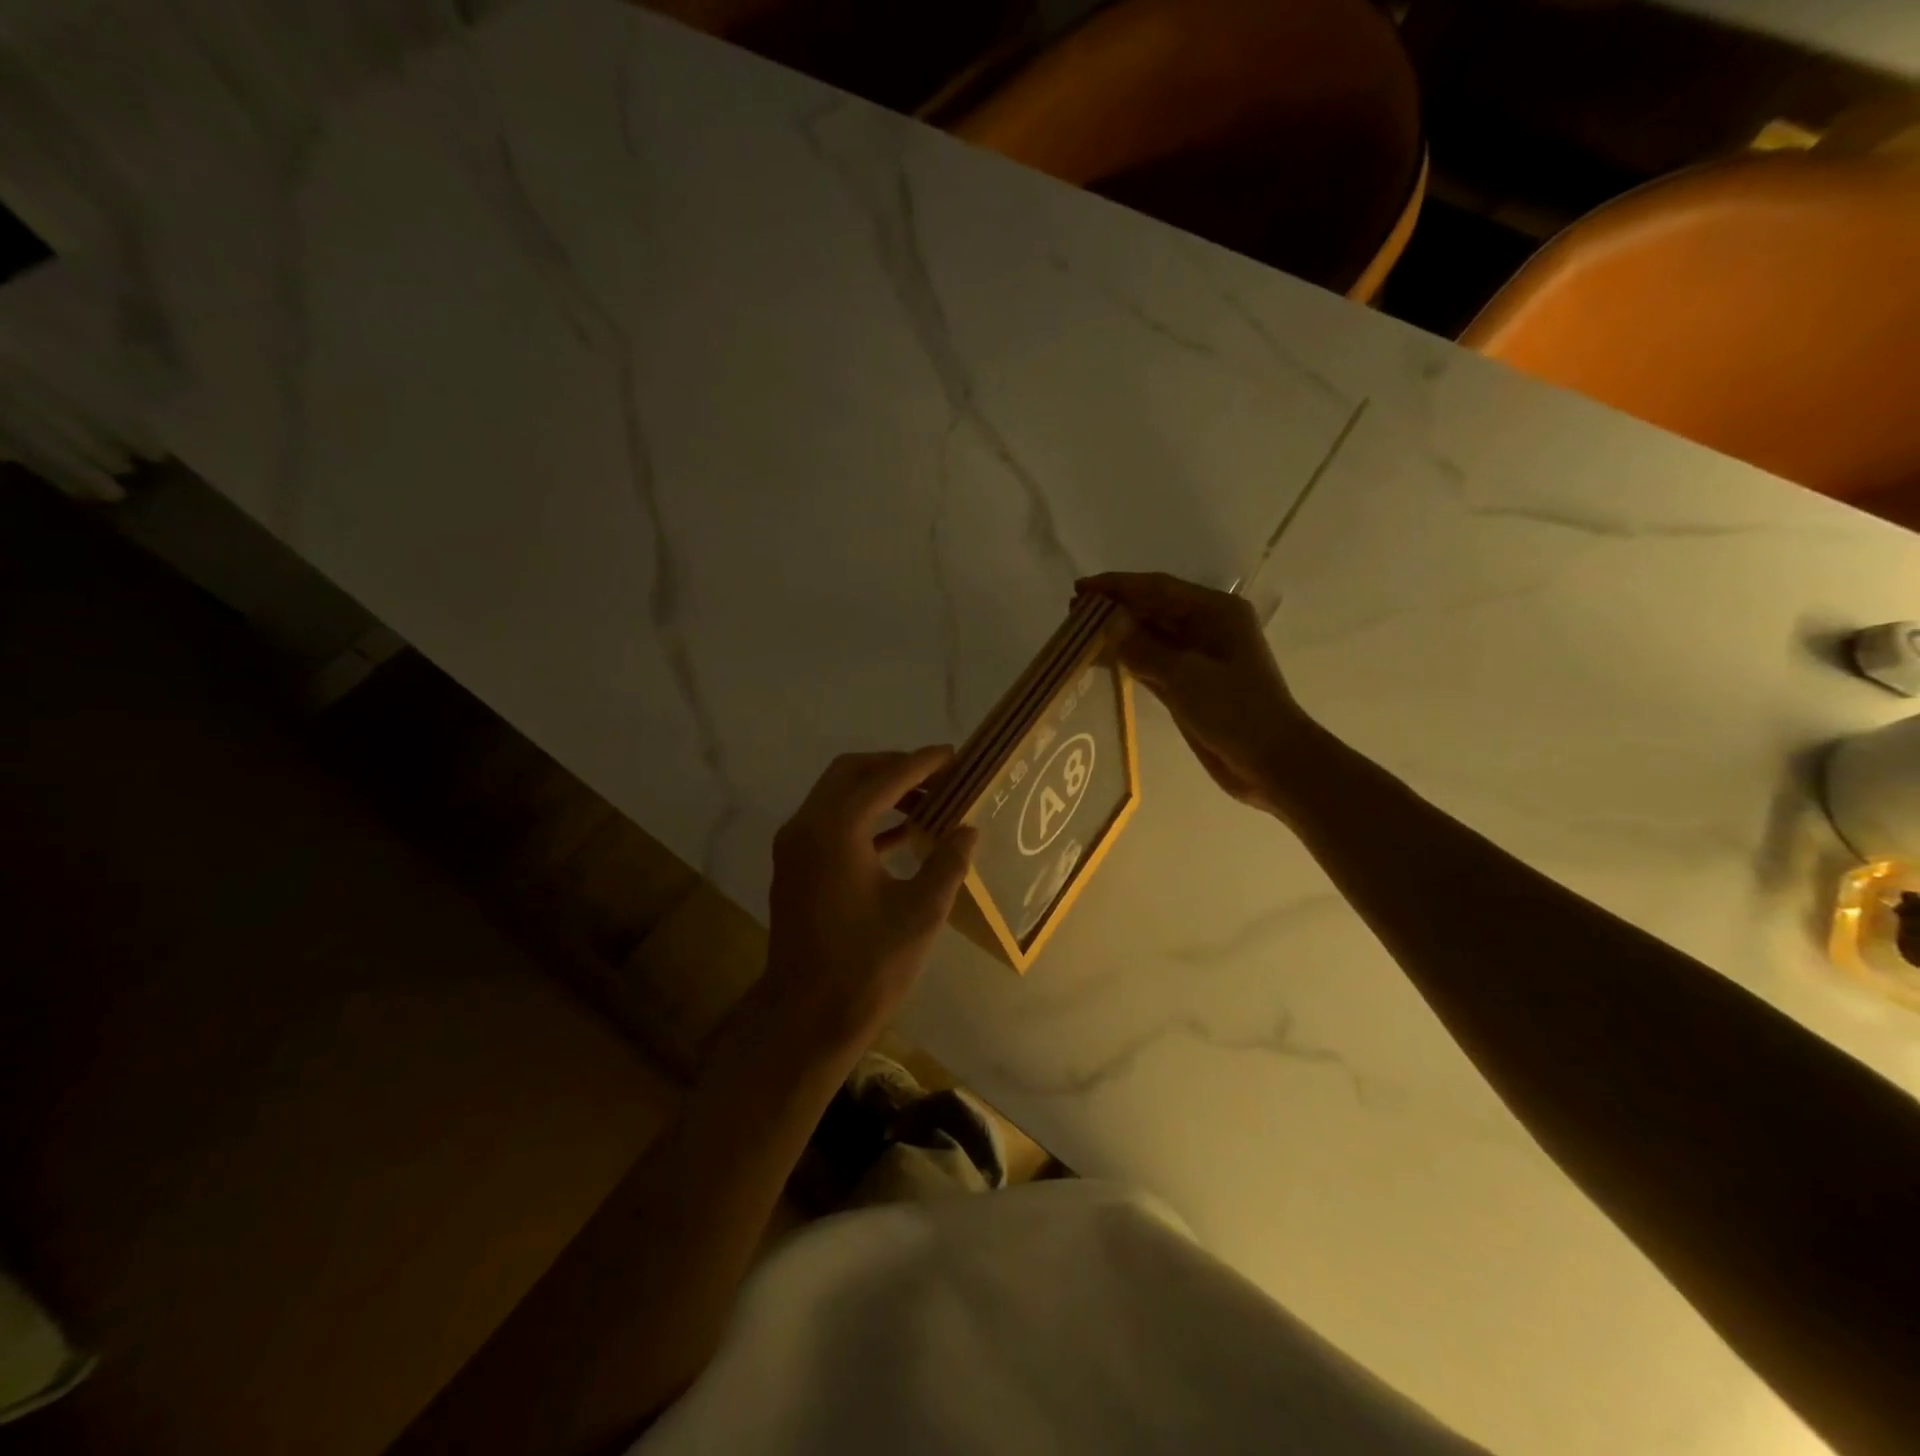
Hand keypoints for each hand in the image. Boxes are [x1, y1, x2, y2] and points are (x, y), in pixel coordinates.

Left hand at [762, 747, 977, 1058]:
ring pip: (838, 796)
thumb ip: (947, 861)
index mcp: (836, 829)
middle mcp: (807, 826)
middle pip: (851, 773)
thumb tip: (968, 830)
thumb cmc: (868, 965)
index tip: (954, 755)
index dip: (922, 763)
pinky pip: (831, 824)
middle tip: (939, 776)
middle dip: (895, 767)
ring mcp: (795, 847)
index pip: (884, 777)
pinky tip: (903, 836)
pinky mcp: (795, 868)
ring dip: (879, 792)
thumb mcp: (921, 911)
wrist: (806, 1018)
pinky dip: (865, 819)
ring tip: (929, 801)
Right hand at [1079, 572, 1312, 816]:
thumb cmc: (1236, 711)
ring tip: (1079, 635)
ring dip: (1118, 635)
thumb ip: (1144, 648)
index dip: (1117, 587)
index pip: (1157, 589)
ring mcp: (1198, 658)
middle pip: (1153, 609)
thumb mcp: (1186, 676)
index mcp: (1215, 612)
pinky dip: (1129, 660)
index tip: (1079, 590)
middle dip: (1114, 609)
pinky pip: (1153, 663)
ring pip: (1150, 637)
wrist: (1271, 762)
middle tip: (1071, 615)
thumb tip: (1109, 621)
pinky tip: (1102, 661)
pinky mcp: (1190, 685)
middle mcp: (1206, 627)